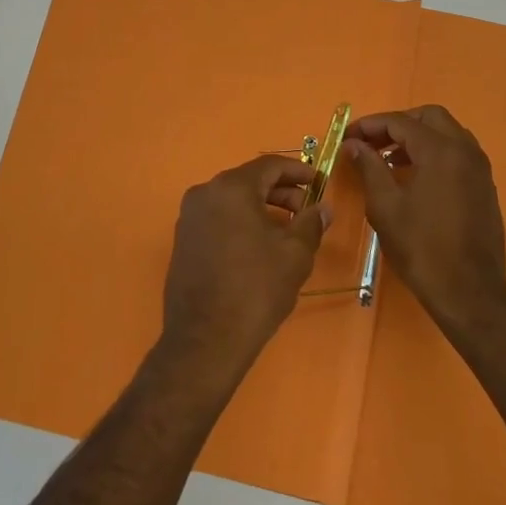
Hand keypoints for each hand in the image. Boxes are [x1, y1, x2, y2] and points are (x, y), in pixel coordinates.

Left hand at [160, 155, 330, 375]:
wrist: (206, 339)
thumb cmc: (256, 289)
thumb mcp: (295, 255)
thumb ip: (310, 223)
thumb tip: (322, 208)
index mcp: (231, 188)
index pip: (269, 165)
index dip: (298, 171)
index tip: (319, 183)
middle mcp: (204, 193)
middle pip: (249, 180)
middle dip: (281, 191)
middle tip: (307, 210)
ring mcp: (189, 217)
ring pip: (232, 200)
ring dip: (261, 208)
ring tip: (288, 231)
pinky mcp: (183, 240)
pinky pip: (217, 218)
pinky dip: (241, 222)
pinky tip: (259, 246)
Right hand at [345, 105, 505, 327]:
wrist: (469, 292)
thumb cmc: (421, 248)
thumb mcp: (385, 206)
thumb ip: (369, 167)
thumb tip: (354, 144)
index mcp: (441, 151)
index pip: (401, 122)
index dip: (370, 125)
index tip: (348, 136)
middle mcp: (465, 151)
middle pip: (429, 117)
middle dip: (397, 124)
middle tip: (371, 143)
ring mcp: (480, 169)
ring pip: (447, 133)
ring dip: (417, 138)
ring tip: (387, 160)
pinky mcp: (484, 187)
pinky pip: (457, 154)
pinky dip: (433, 153)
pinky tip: (412, 178)